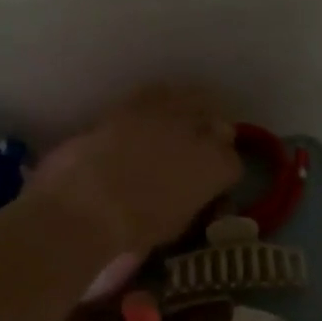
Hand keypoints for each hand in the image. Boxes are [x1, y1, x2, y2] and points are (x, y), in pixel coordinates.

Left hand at [39, 85, 241, 252]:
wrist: (88, 205)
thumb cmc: (134, 229)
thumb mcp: (176, 225)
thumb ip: (191, 202)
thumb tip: (189, 195)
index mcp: (216, 168)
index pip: (233, 163)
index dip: (221, 172)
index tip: (210, 180)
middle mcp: (201, 133)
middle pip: (220, 125)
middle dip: (212, 136)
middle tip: (196, 150)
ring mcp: (168, 113)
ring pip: (193, 99)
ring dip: (191, 111)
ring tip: (178, 123)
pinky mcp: (134, 103)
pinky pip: (156, 91)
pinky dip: (158, 98)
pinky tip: (151, 109)